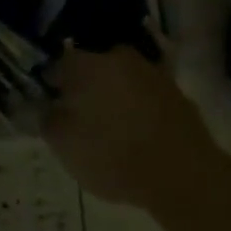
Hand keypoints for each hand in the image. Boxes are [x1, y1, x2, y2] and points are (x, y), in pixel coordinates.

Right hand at [45, 42, 223, 214]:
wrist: (183, 174)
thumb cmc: (113, 155)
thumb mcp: (63, 144)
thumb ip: (47, 118)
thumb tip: (47, 104)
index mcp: (88, 63)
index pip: (58, 64)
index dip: (51, 86)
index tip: (51, 107)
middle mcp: (119, 57)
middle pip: (93, 68)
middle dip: (85, 88)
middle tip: (81, 118)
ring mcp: (151, 72)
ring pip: (121, 80)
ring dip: (113, 97)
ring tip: (110, 129)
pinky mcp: (176, 92)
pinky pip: (145, 95)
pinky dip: (138, 109)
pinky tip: (137, 134)